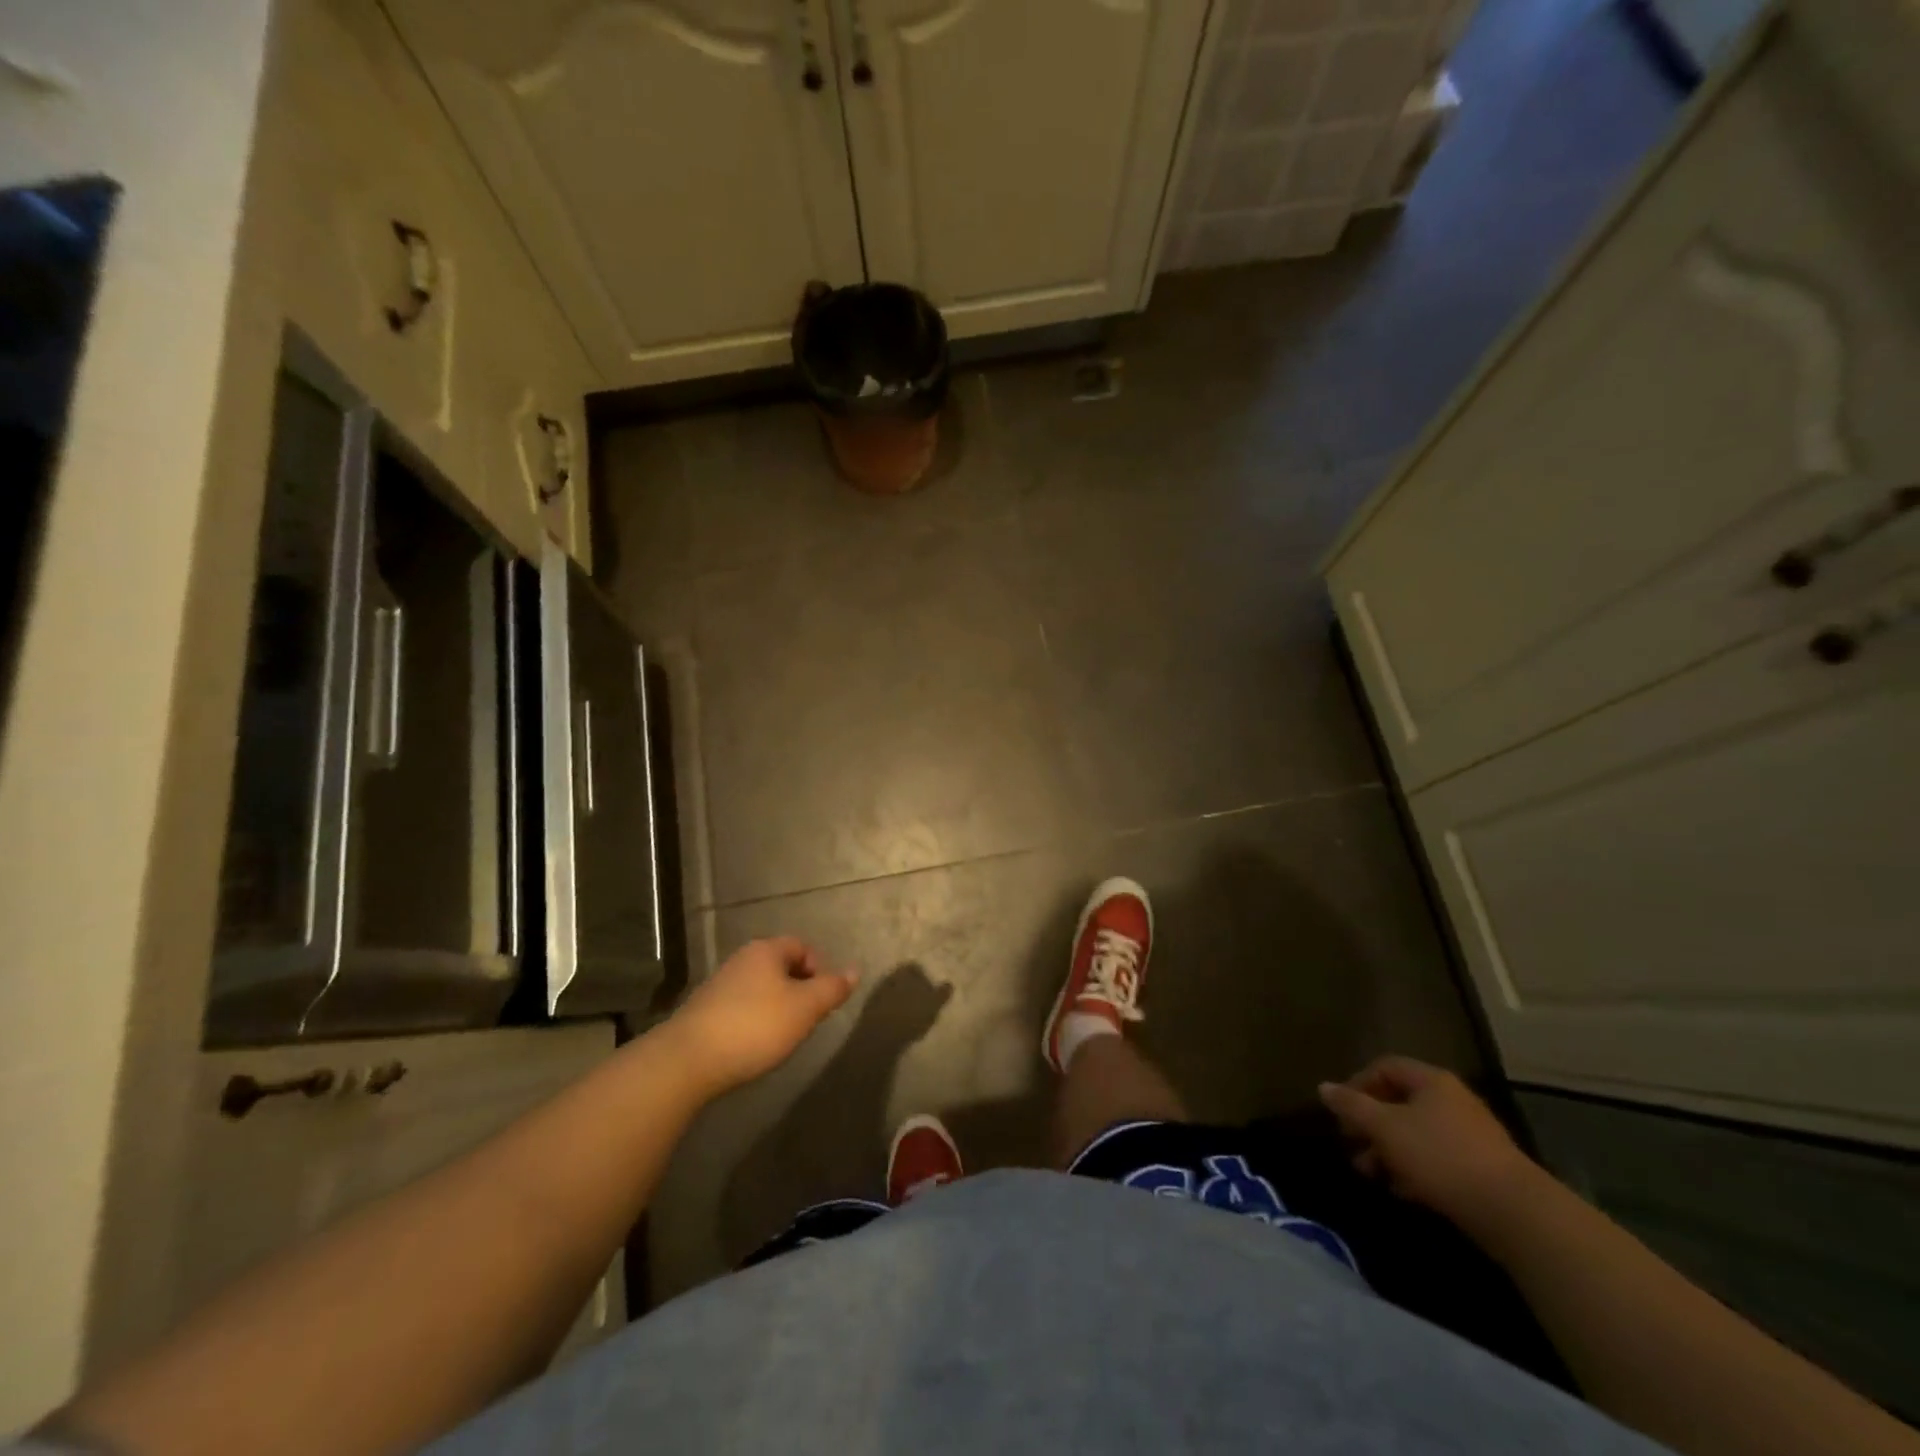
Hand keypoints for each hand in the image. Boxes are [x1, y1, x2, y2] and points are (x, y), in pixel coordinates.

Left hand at [663, 937, 857, 1096]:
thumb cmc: (755, 1026)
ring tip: (783, 1036)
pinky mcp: (704, 1011)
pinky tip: (754, 1045)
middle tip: (807, 1020)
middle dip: (799, 990)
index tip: (824, 999)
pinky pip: (741, 1007)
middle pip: (781, 966)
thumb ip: (832, 988)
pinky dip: (754, 1021)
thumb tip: (855, 970)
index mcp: (766, 950)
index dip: (819, 968)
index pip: (802, 946)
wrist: (687, 1061)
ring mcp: (719, 984)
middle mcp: (741, 959)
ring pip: (761, 988)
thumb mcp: (805, 1008)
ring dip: (777, 1007)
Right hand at [1319, 1056, 1539, 1232]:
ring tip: (1372, 1174)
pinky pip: (1437, 1158)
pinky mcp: (1482, 1168)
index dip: (1357, 1084)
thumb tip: (1324, 1087)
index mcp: (1431, 1081)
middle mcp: (1452, 1100)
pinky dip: (1415, 1169)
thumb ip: (1352, 1106)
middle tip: (1352, 1146)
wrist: (1514, 1213)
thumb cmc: (1440, 1157)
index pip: (1384, 1067)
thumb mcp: (1385, 1128)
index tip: (1341, 1112)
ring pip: (1417, 1133)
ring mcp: (1471, 1134)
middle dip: (1371, 1124)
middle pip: (1399, 1102)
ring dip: (1389, 1151)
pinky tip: (1404, 1191)